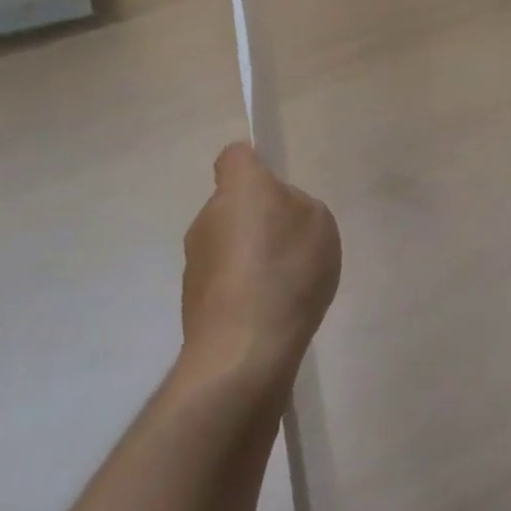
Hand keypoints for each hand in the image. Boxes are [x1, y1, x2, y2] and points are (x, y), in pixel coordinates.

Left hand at [181, 142, 341, 387]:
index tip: (275, 186)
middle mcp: (207, 218)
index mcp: (238, 188)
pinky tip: (270, 313)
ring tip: (284, 284)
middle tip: (291, 241)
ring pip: (227, 243)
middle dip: (257, 217)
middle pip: (233, 203)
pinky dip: (243, 290)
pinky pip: (225, 281)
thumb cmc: (285, 271)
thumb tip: (277, 214)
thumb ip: (297, 206)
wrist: (243, 353)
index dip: (255, 165)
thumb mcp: (318, 222)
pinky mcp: (192, 304)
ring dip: (249, 256)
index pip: (235, 157)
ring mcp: (195, 263)